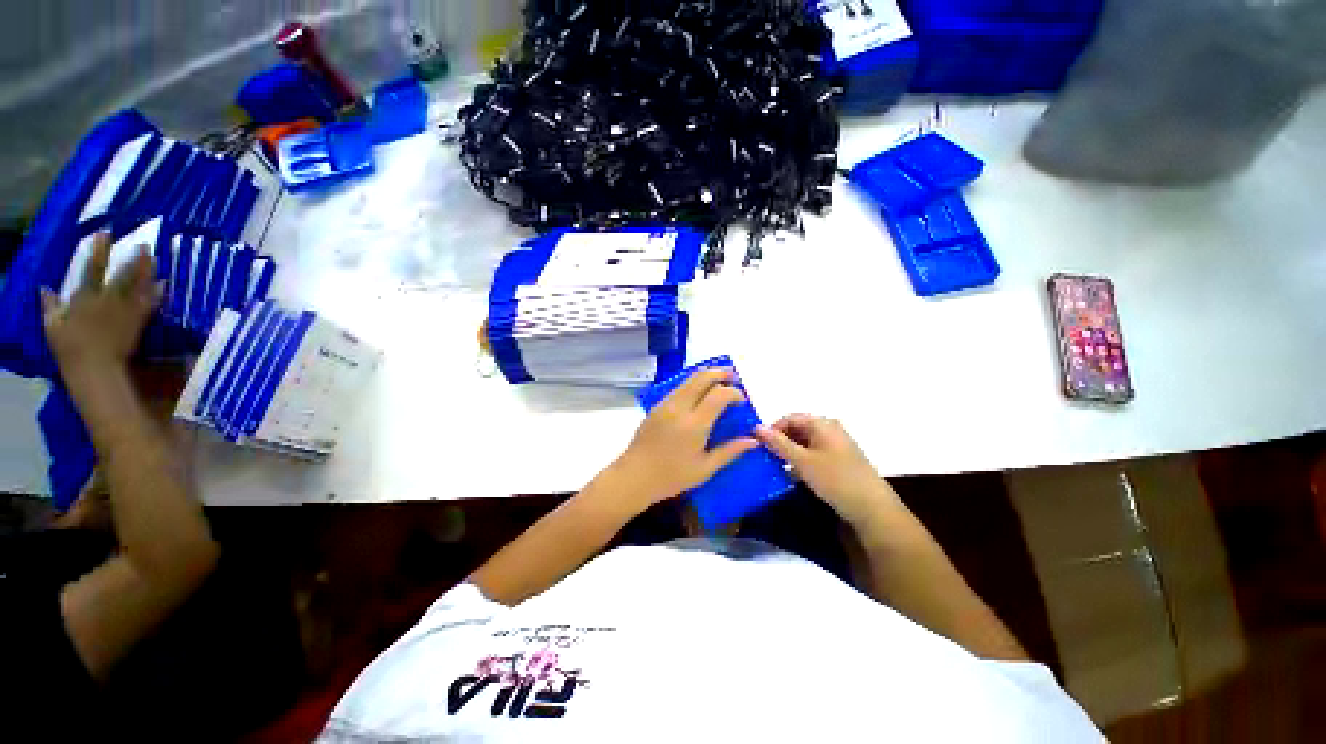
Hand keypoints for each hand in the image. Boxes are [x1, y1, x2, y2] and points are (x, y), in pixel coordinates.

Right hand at [40, 232, 160, 380]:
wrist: (95, 368)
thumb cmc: (69, 348)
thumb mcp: (52, 326)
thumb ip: (49, 306)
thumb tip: (43, 288)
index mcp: (86, 298)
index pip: (92, 268)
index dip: (100, 250)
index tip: (105, 234)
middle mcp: (108, 300)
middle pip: (124, 274)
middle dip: (134, 258)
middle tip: (145, 244)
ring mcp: (125, 310)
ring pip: (140, 286)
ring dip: (148, 271)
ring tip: (157, 258)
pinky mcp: (138, 322)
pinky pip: (150, 304)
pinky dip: (157, 292)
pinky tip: (165, 283)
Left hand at [608, 368, 758, 507]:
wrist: (634, 476)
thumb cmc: (671, 477)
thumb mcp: (705, 469)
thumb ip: (730, 451)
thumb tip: (753, 440)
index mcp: (694, 424)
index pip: (719, 394)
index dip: (734, 393)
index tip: (742, 402)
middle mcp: (680, 408)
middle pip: (702, 378)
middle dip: (721, 373)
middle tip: (734, 377)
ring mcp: (666, 404)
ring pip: (688, 379)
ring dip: (706, 375)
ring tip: (720, 381)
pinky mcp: (657, 406)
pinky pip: (679, 388)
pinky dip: (693, 384)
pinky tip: (699, 394)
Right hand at [756, 414, 901, 525]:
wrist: (872, 508)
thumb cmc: (835, 479)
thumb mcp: (802, 461)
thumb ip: (779, 443)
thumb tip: (756, 427)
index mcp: (822, 423)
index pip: (789, 418)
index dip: (773, 429)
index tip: (759, 446)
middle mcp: (830, 429)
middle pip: (797, 428)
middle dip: (780, 441)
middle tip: (766, 457)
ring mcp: (836, 444)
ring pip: (804, 442)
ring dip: (789, 452)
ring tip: (776, 466)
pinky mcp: (839, 459)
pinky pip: (814, 452)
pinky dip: (801, 460)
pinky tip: (793, 474)